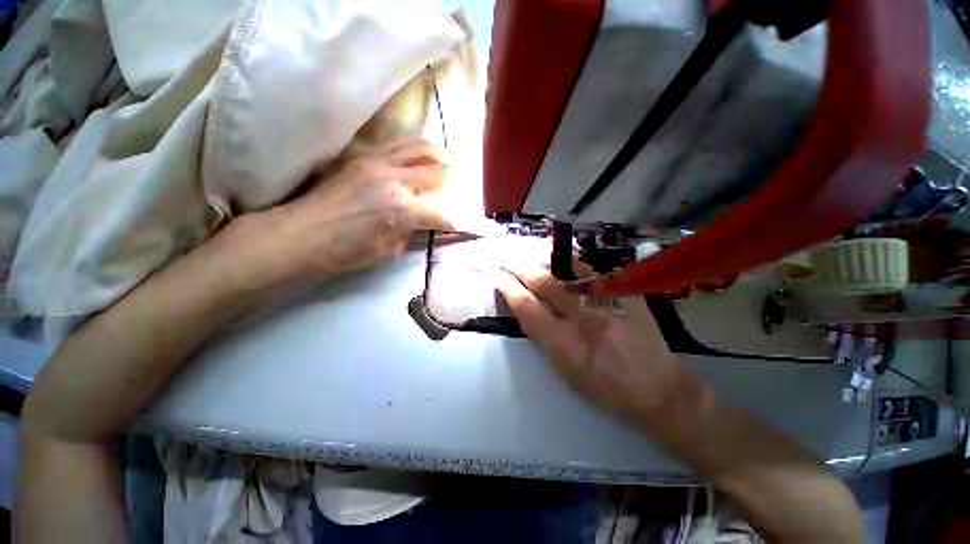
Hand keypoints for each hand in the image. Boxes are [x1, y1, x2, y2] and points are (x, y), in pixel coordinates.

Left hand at [215, 140, 454, 291]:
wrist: (303, 233)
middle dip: (453, 182)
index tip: (469, 225)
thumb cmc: (347, 250)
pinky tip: (418, 158)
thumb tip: (427, 221)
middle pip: (437, 172)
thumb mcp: (390, 250)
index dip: (459, 221)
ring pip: (420, 148)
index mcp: (401, 210)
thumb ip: (414, 231)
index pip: (442, 213)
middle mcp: (394, 180)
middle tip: (458, 188)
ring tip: (445, 163)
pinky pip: (398, 145)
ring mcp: (378, 163)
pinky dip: (415, 150)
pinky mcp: (364, 157)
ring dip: (438, 156)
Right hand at [495, 265, 714, 439]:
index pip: (527, 308)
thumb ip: (544, 337)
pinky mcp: (625, 294)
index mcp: (564, 345)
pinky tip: (562, 260)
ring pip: (567, 271)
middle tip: (510, 263)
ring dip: (543, 263)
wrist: (657, 389)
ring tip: (531, 259)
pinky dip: (572, 264)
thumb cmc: (605, 389)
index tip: (499, 278)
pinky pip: (592, 272)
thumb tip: (528, 309)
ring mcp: (607, 302)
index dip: (508, 289)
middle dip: (521, 269)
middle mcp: (583, 319)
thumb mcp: (565, 372)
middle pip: (544, 283)